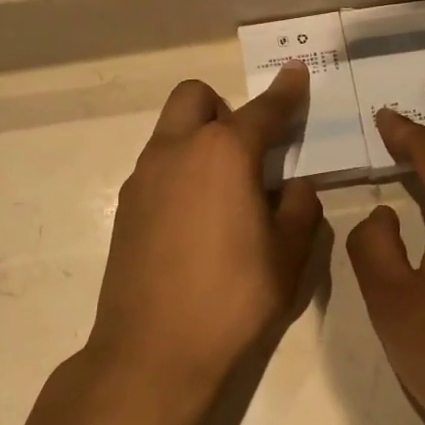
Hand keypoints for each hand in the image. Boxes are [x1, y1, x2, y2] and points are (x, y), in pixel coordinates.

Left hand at [87, 64, 322, 402]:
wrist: (153, 350)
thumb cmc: (232, 300)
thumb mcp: (287, 257)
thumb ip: (299, 210)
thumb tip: (295, 186)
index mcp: (223, 154)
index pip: (262, 111)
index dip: (285, 92)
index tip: (296, 74)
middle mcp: (176, 152)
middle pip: (195, 98)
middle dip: (224, 108)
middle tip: (248, 150)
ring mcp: (143, 178)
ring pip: (170, 132)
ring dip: (199, 140)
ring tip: (225, 193)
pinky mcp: (125, 208)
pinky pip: (157, 167)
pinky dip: (180, 172)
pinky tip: (196, 222)